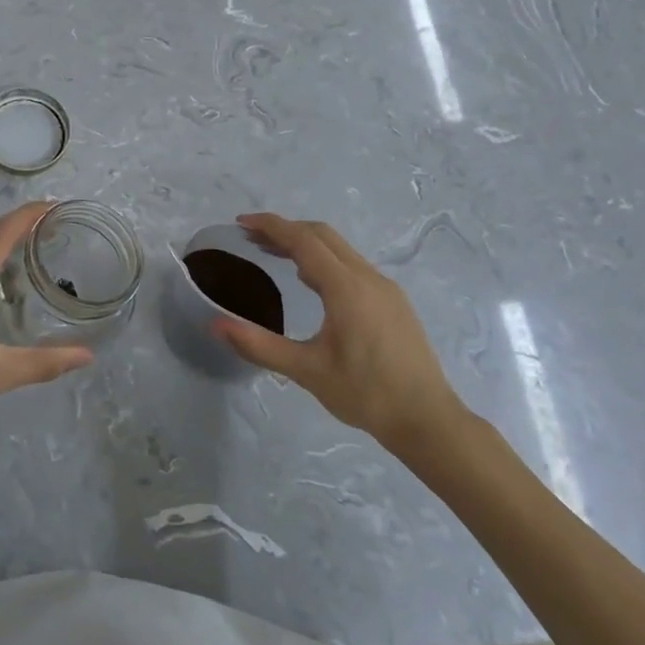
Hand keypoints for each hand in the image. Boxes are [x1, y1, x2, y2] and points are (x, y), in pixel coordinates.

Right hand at [215, 212, 467, 459]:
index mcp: (346, 288)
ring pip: (340, 249)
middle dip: (286, 230)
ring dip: (306, 244)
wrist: (428, 421)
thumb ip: (259, 345)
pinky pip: (353, 266)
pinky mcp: (393, 302)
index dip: (271, 226)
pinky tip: (312, 284)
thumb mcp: (306, 371)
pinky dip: (324, 260)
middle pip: (322, 235)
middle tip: (252, 238)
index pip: (303, 240)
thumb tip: (215, 325)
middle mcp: (368, 278)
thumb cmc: (366, 394)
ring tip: (274, 255)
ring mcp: (385, 289)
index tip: (241, 223)